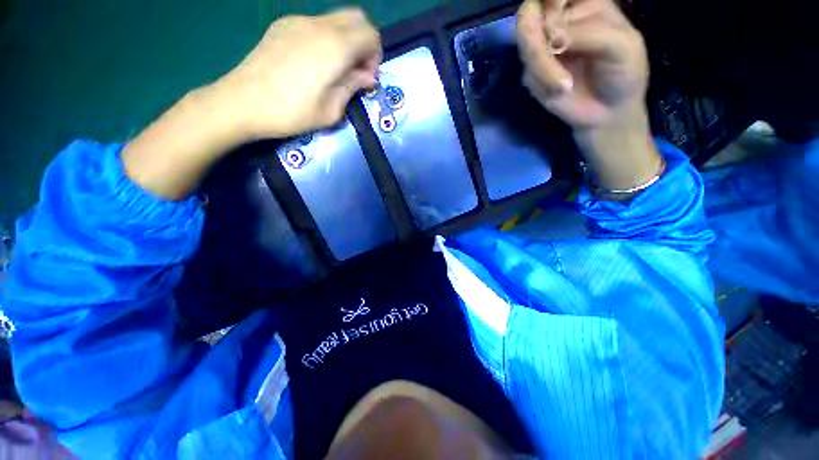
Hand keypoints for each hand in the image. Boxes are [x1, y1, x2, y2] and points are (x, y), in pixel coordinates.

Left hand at [123, 9, 380, 199]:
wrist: (242, 102)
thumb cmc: (291, 113)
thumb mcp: (331, 111)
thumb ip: (352, 87)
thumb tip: (367, 76)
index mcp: (335, 47)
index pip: (370, 34)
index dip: (375, 56)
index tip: (366, 78)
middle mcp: (319, 25)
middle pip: (356, 17)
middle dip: (364, 42)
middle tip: (356, 69)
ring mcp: (298, 21)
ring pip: (336, 19)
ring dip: (346, 40)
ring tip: (336, 69)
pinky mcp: (283, 25)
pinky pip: (316, 24)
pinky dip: (327, 38)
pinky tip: (315, 62)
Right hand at [516, 0, 647, 129]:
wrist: (607, 113)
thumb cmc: (624, 74)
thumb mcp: (621, 46)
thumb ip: (589, 34)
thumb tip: (552, 36)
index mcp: (586, 4)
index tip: (556, 13)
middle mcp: (560, 21)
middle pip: (531, 11)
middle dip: (536, 32)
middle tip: (553, 48)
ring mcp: (544, 48)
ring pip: (525, 42)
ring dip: (541, 64)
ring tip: (562, 86)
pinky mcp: (533, 73)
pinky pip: (528, 71)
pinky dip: (542, 81)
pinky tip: (560, 91)